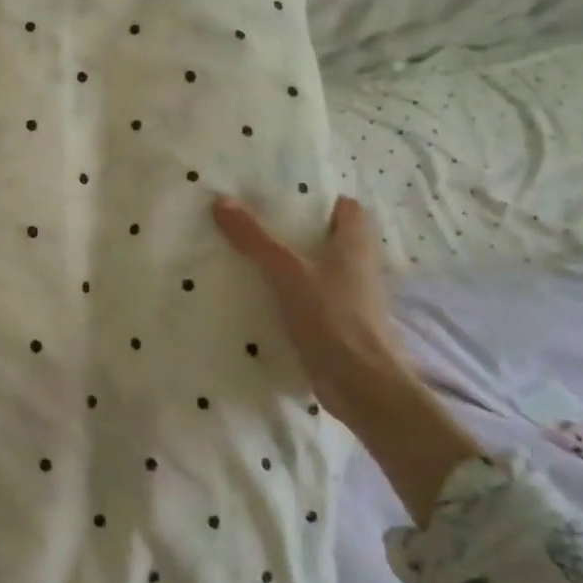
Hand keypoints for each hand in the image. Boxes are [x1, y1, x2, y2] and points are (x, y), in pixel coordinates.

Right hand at [211, 194, 410, 420]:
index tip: (281, 196)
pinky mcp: (338, 326)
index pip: (346, 208)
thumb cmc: (332, 317)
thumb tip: (221, 200)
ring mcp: (350, 299)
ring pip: (318, 270)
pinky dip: (289, 295)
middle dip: (295, 231)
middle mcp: (358, 268)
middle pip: (328, 239)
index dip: (318, 199)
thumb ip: (254, 237)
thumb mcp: (286, 270)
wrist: (361, 385)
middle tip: (253, 222)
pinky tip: (259, 296)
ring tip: (247, 255)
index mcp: (355, 245)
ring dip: (290, 265)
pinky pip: (310, 300)